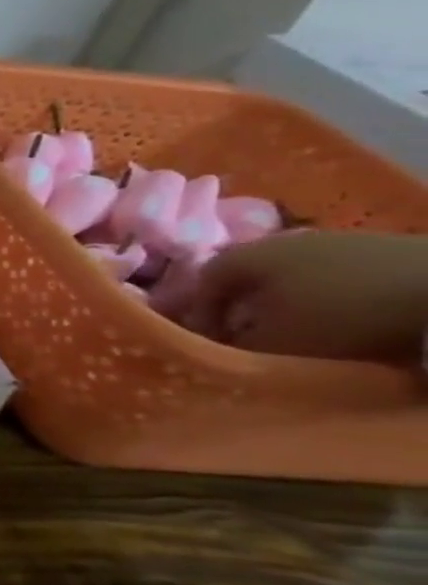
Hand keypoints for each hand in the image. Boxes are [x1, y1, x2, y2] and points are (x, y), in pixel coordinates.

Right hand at [176, 231, 427, 361]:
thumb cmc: (341, 315)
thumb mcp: (275, 342)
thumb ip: (234, 344)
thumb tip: (220, 345)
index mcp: (245, 255)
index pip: (202, 282)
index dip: (200, 314)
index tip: (212, 342)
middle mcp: (282, 239)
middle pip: (249, 275)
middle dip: (246, 307)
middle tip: (253, 337)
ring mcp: (338, 239)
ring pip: (294, 274)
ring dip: (291, 302)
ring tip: (303, 330)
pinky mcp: (385, 247)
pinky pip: (338, 274)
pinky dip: (332, 296)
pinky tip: (347, 317)